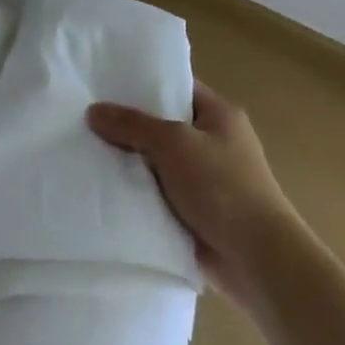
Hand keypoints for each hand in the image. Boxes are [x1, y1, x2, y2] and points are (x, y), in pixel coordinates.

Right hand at [88, 82, 307, 307]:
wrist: (259, 261)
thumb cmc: (222, 187)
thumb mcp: (173, 144)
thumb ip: (133, 125)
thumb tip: (93, 111)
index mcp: (220, 115)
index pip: (178, 87)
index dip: (144, 84)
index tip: (105, 84)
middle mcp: (215, 143)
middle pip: (165, 126)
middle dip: (131, 127)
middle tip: (86, 119)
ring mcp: (208, 181)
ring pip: (160, 164)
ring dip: (133, 165)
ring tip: (86, 153)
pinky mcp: (198, 215)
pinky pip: (161, 196)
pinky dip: (140, 196)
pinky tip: (106, 191)